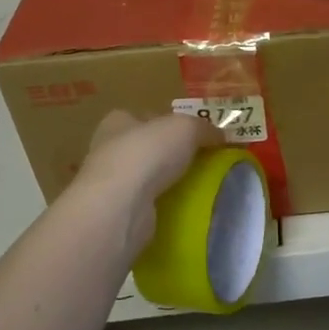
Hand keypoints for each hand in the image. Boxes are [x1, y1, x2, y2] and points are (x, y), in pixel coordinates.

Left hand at [75, 111, 217, 256]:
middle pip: (146, 147)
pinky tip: (181, 209)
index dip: (170, 123)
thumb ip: (204, 128)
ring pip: (145, 178)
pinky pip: (145, 205)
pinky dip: (161, 206)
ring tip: (196, 187)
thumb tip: (221, 136)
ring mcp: (110, 184)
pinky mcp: (116, 212)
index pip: (147, 117)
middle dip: (170, 154)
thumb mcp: (186, 128)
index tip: (195, 136)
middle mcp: (108, 149)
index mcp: (118, 121)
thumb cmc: (148, 153)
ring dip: (166, 182)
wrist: (120, 206)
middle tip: (201, 163)